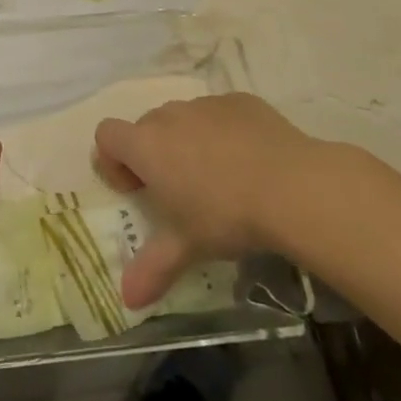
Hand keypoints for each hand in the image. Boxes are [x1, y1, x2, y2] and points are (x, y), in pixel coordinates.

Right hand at [94, 93, 328, 309]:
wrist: (294, 186)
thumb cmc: (226, 215)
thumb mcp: (188, 247)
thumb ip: (153, 268)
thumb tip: (127, 299)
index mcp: (146, 145)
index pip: (107, 135)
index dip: (113, 160)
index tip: (137, 190)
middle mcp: (170, 117)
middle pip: (145, 127)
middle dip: (153, 154)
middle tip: (179, 192)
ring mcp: (206, 105)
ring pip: (183, 119)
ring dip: (187, 142)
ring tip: (219, 178)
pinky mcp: (240, 101)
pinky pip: (219, 114)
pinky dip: (223, 132)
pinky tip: (250, 161)